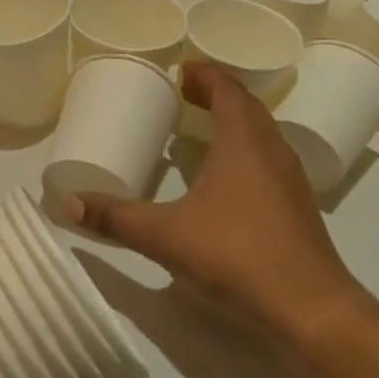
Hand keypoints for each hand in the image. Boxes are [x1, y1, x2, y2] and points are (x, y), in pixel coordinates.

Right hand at [65, 62, 361, 343]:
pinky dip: (245, 151)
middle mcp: (272, 149)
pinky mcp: (297, 206)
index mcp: (244, 141)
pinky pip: (269, 159)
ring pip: (262, 133)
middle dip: (217, 94)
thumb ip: (117, 217)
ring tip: (201, 128)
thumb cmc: (236, 255)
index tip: (180, 70)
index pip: (227, 89)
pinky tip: (226, 178)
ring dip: (234, 122)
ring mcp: (290, 179)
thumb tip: (69, 202)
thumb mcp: (166, 235)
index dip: (204, 74)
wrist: (310, 308)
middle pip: (246, 106)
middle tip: (184, 94)